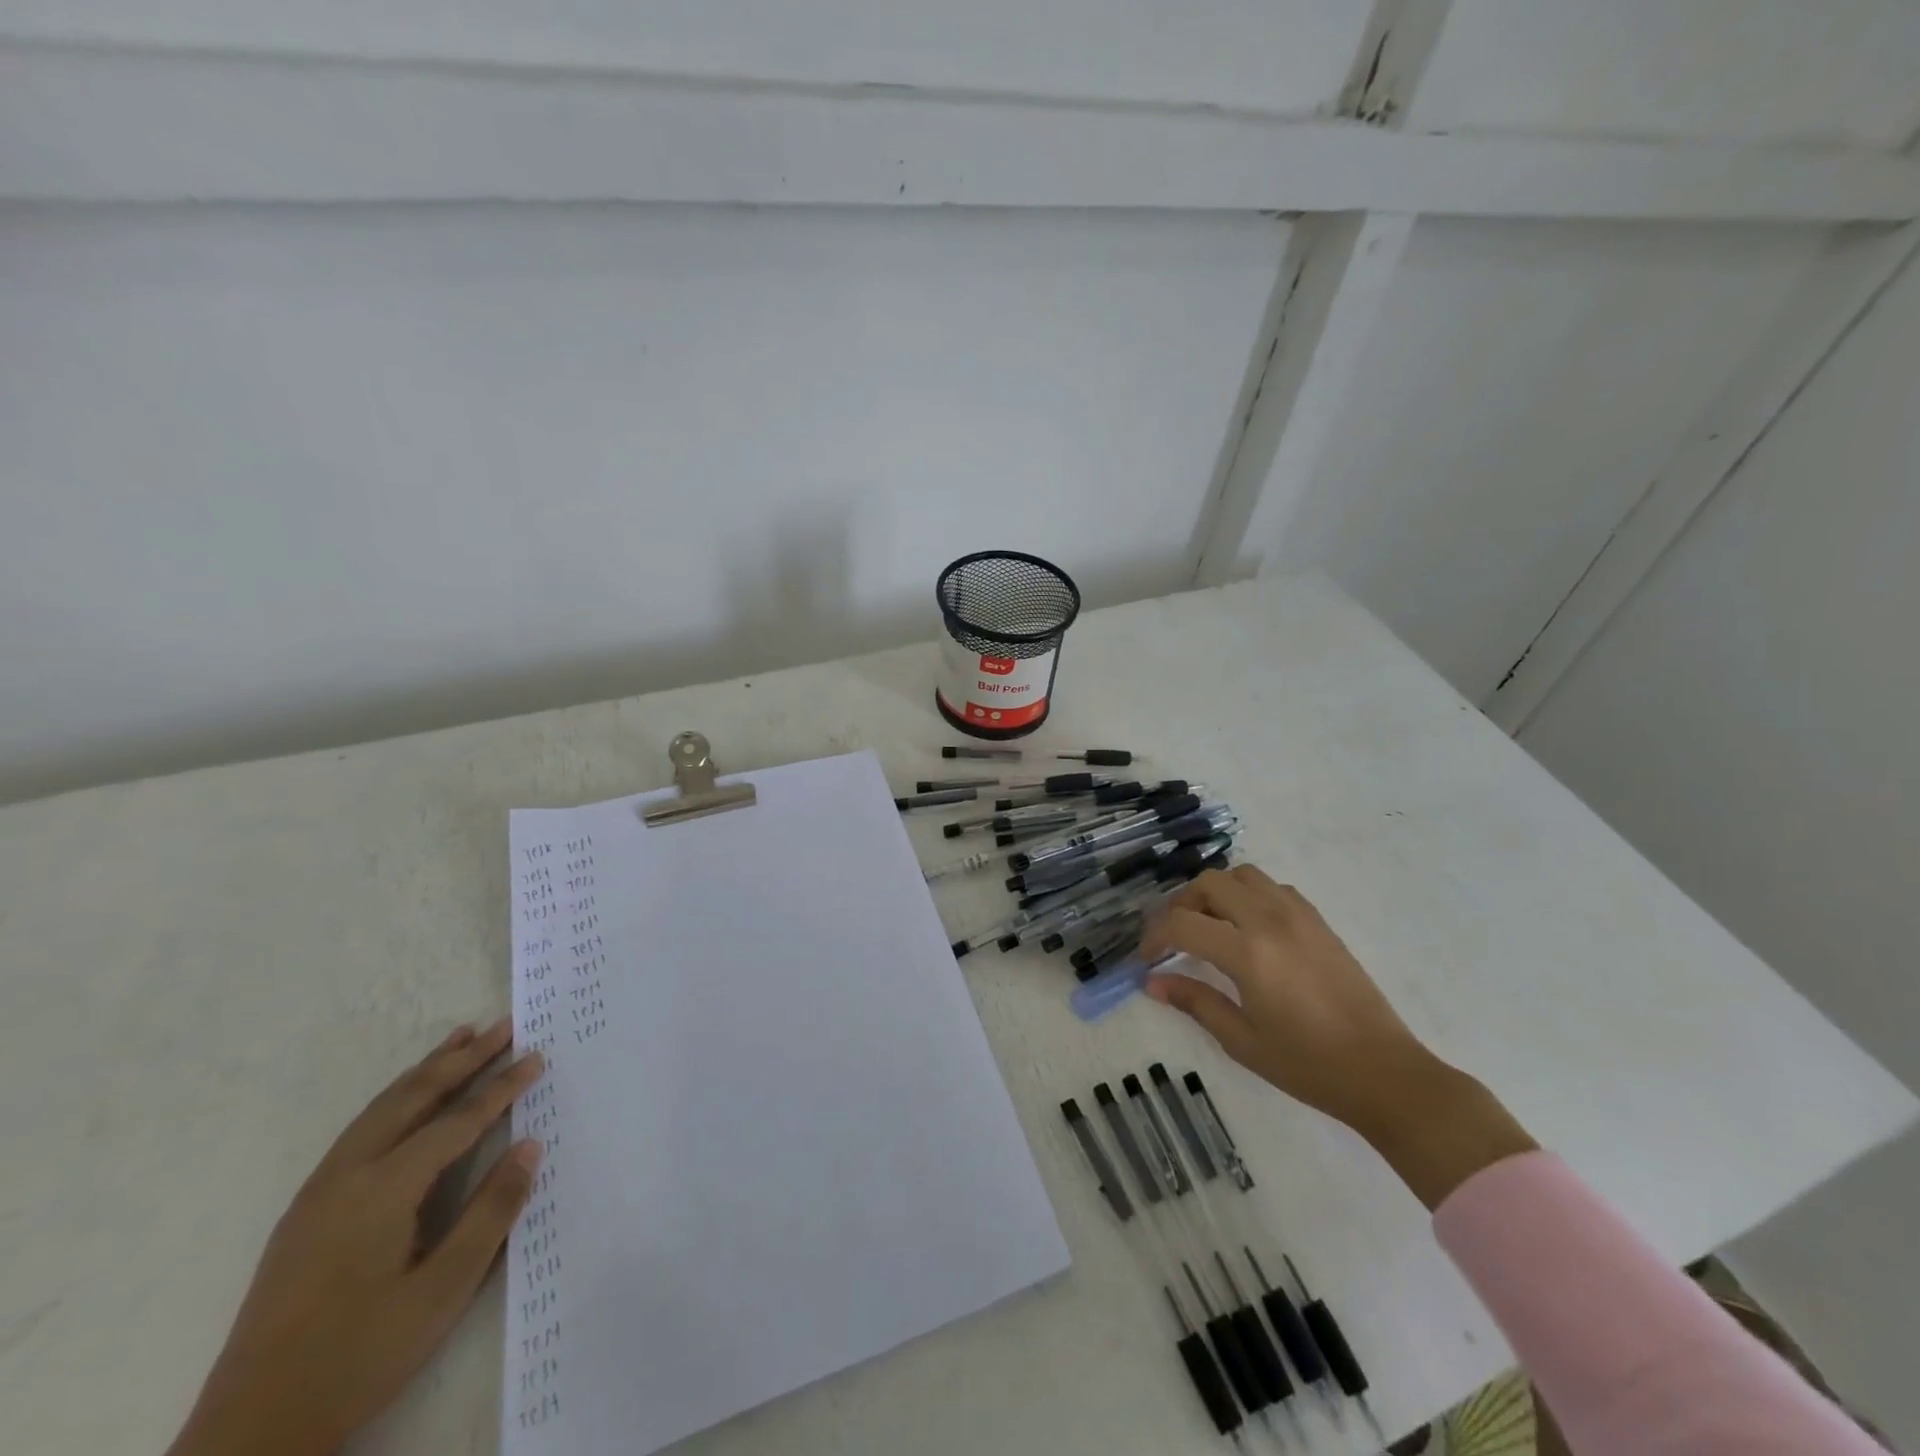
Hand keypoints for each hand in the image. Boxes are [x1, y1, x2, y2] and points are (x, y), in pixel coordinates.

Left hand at [167, 1019, 546, 1455]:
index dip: (501, 1087)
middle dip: (463, 1058)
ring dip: (426, 1070)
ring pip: (381, 1108)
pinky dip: (396, 1098)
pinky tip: (409, 1099)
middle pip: (414, 1097)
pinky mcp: (305, 1211)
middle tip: (505, 1025)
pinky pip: (360, 1129)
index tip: (537, 1056)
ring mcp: (318, 1192)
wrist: (251, 1434)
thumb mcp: (442, 1292)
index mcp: (382, 1191)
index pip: (457, 1121)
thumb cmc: (359, 1357)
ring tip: (461, 1038)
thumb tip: (529, 1146)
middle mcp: (347, 1176)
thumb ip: (490, 1213)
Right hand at [1141, 867, 1534, 1207]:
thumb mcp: (1242, 1040)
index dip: (1155, 936)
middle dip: (1181, 904)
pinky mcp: (1319, 921)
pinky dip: (1249, 895)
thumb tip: (1151, 983)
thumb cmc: (1308, 1065)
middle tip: (1174, 937)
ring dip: (1216, 892)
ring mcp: (1298, 915)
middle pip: (1209, 884)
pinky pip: (1273, 887)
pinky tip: (1249, 928)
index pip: (1182, 922)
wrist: (1384, 1073)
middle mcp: (1270, 921)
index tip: (1147, 958)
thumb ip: (1194, 1002)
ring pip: (1242, 875)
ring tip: (1209, 925)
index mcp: (1247, 953)